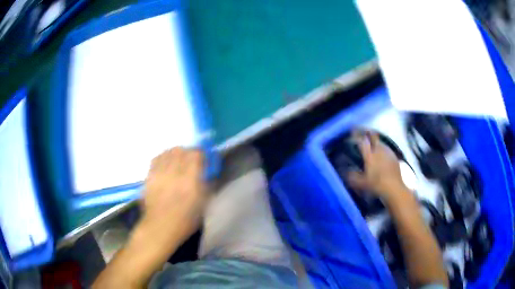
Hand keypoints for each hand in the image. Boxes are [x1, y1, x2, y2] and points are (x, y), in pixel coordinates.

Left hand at [140, 147, 205, 242]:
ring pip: (168, 152)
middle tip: (191, 159)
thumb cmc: (185, 220)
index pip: (196, 155)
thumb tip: (208, 173)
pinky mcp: (150, 175)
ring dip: (176, 153)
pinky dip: (163, 157)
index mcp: (190, 180)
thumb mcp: (203, 205)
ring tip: (178, 160)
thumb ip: (207, 186)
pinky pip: (157, 158)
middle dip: (188, 152)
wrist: (160, 226)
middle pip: (181, 150)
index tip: (204, 159)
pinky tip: (166, 162)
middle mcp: (174, 172)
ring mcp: (160, 173)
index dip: (201, 153)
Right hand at [346, 131, 407, 199]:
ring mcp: (387, 152)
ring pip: (380, 141)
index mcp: (369, 155)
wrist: (393, 188)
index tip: (353, 131)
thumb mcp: (361, 184)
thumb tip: (347, 171)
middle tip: (364, 132)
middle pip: (373, 137)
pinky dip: (382, 148)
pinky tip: (382, 153)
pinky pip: (386, 148)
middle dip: (367, 133)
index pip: (362, 141)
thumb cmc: (376, 185)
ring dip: (375, 140)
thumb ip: (353, 176)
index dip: (356, 135)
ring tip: (373, 142)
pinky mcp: (394, 156)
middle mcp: (378, 150)